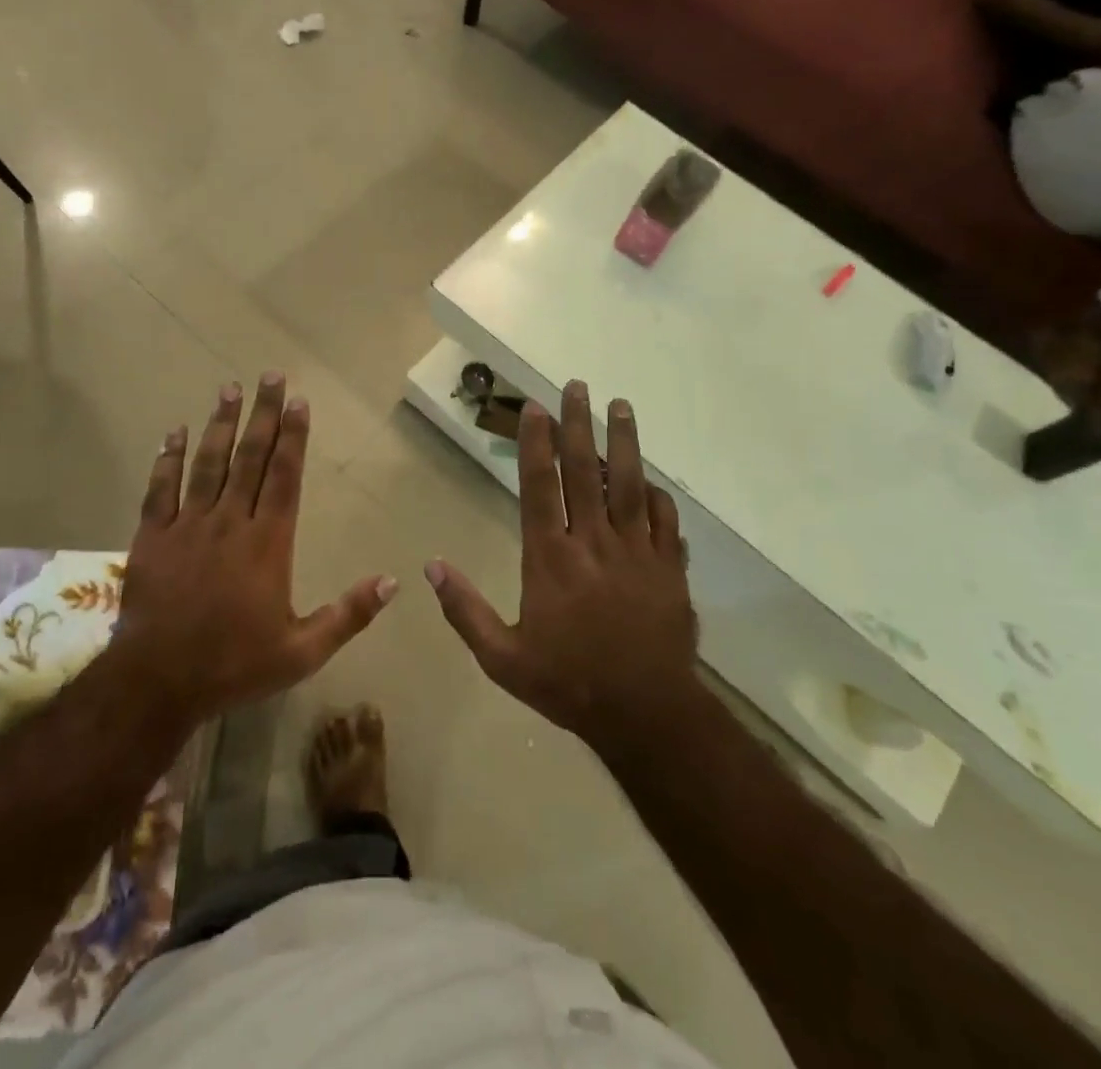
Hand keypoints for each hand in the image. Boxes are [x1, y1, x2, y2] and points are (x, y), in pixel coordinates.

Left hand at [108, 373, 395, 728]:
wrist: (158, 683)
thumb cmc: (234, 665)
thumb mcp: (303, 651)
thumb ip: (349, 614)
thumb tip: (393, 581)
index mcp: (267, 543)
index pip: (285, 477)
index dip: (293, 437)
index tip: (298, 402)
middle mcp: (230, 522)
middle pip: (249, 458)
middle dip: (263, 414)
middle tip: (270, 376)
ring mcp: (188, 526)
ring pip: (206, 464)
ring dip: (219, 425)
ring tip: (229, 389)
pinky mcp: (152, 537)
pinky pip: (160, 490)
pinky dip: (167, 459)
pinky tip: (173, 433)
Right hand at [427, 380, 699, 756]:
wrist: (646, 714)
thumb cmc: (568, 682)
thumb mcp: (502, 657)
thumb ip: (465, 610)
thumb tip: (431, 567)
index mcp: (550, 557)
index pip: (540, 486)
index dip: (537, 443)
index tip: (537, 408)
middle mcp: (593, 542)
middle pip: (585, 471)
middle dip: (579, 425)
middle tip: (577, 386)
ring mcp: (637, 552)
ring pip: (629, 484)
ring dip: (623, 442)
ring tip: (620, 405)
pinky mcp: (669, 569)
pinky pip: (665, 521)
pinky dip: (657, 496)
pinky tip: (651, 480)